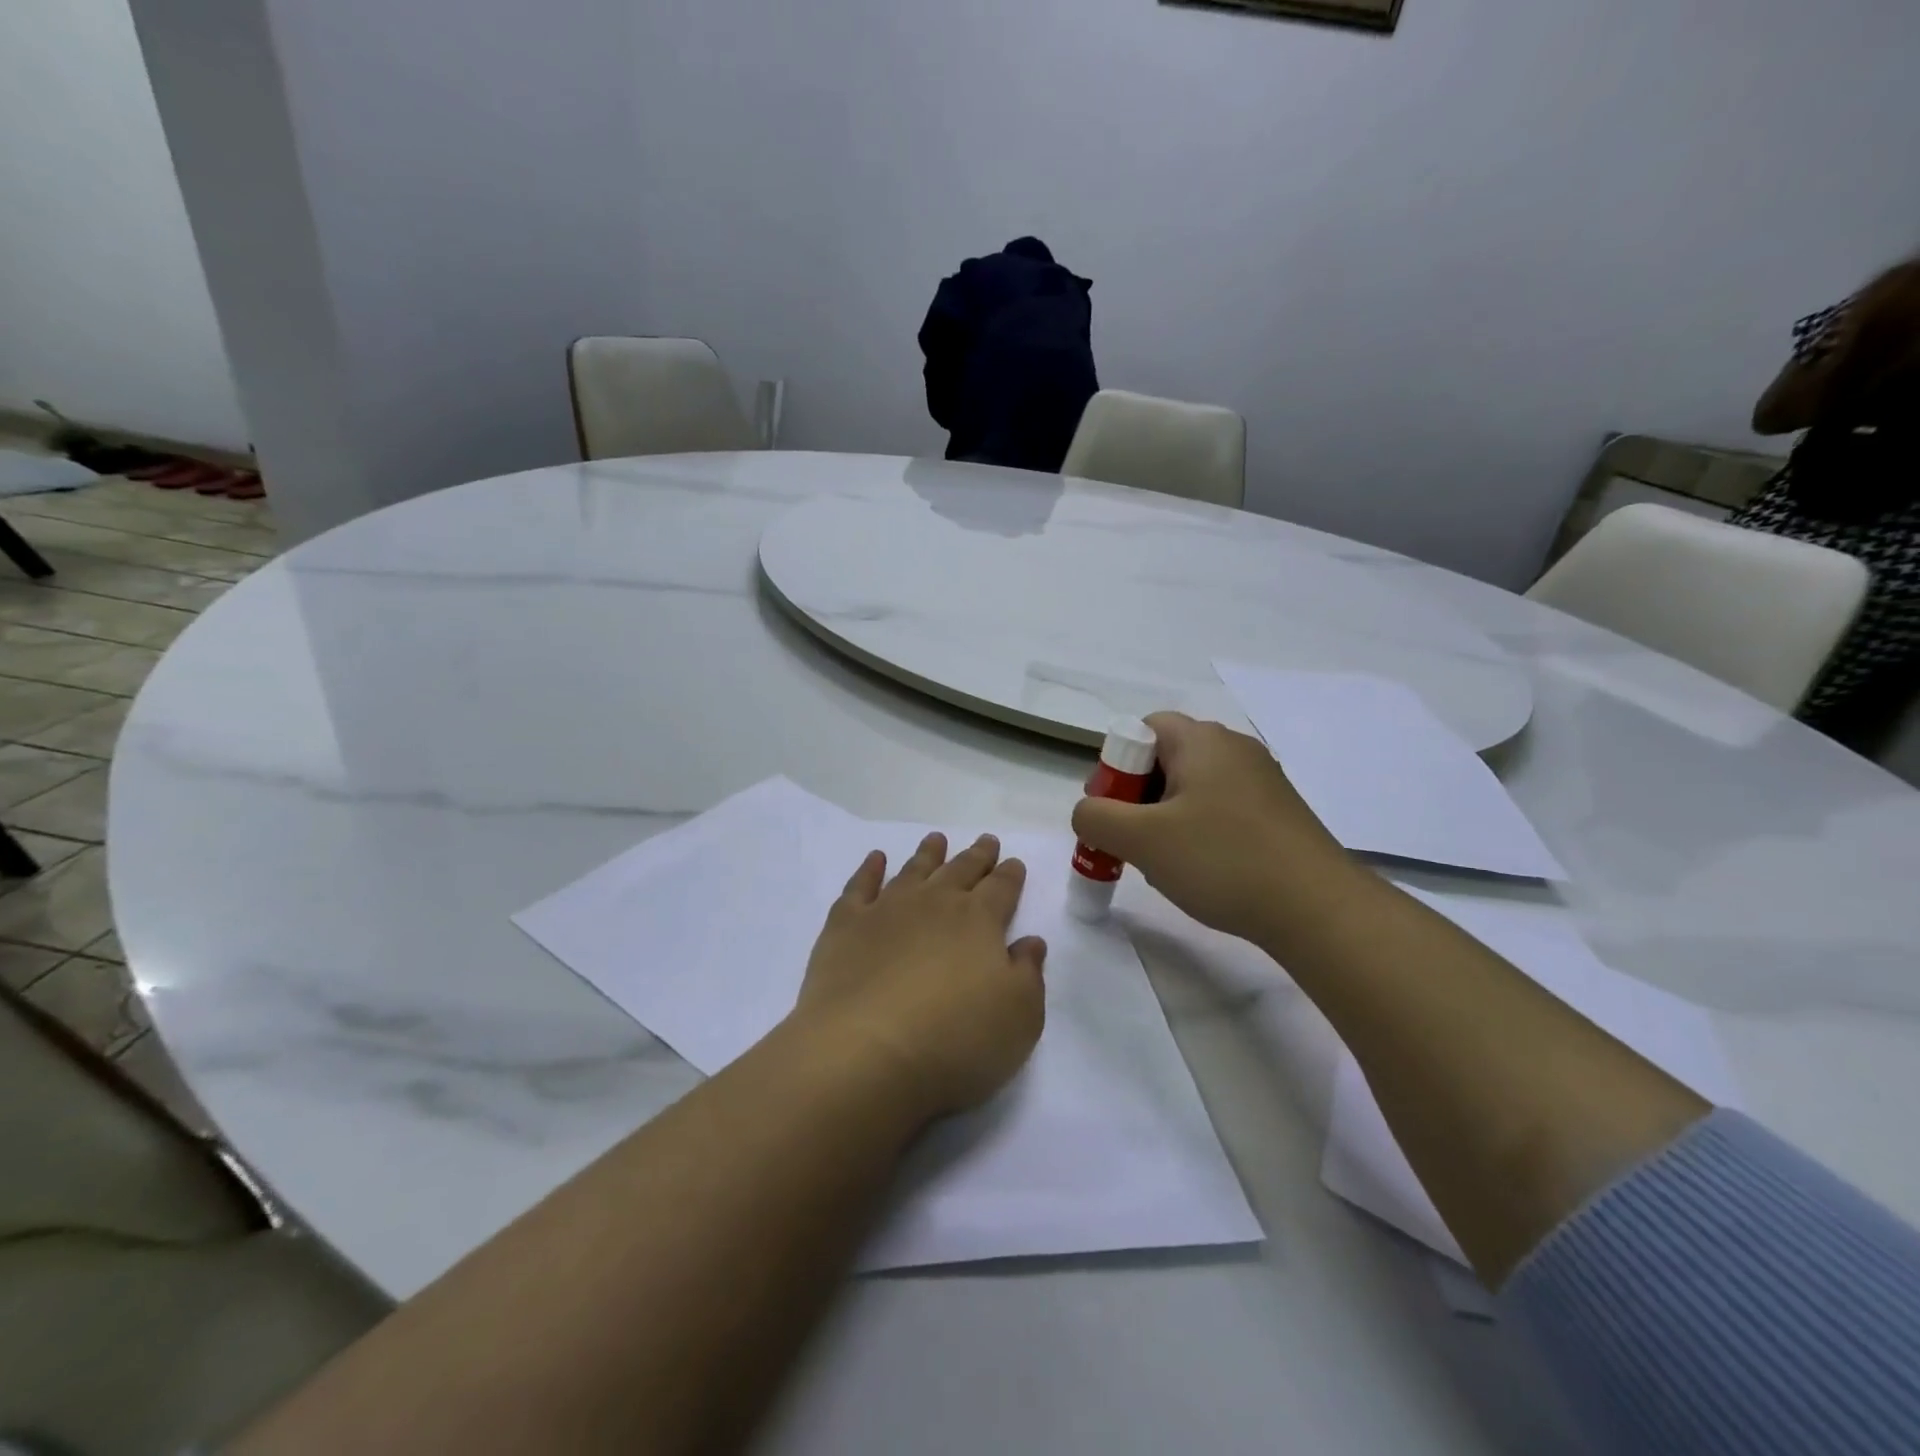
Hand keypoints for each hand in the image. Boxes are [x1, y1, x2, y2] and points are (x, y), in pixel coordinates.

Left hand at [792, 833, 1046, 1119]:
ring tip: (936, 839)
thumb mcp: (1019, 1018)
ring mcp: (887, 909)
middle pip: (960, 870)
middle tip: (986, 840)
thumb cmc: (955, 1040)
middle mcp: (935, 903)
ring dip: (928, 854)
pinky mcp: (846, 926)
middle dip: (977, 856)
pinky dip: (869, 869)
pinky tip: (876, 859)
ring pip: (913, 870)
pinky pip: (860, 886)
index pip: (1001, 888)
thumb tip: (1030, 942)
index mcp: (979, 920)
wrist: (866, 1052)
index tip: (1014, 862)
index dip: (1010, 875)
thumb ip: (1028, 974)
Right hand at [1070, 711, 1353, 945]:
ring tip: (1161, 862)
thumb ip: (1095, 818)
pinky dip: (1197, 832)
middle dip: (1136, 797)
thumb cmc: (1222, 860)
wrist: (1318, 909)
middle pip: (1165, 758)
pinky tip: (1199, 870)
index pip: (1142, 728)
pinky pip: (1219, 810)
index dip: (1115, 765)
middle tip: (1127, 840)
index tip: (1109, 809)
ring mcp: (1261, 782)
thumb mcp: (1142, 839)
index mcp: (1202, 740)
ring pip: (1191, 789)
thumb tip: (1087, 812)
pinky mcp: (1277, 814)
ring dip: (1163, 819)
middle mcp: (1234, 749)